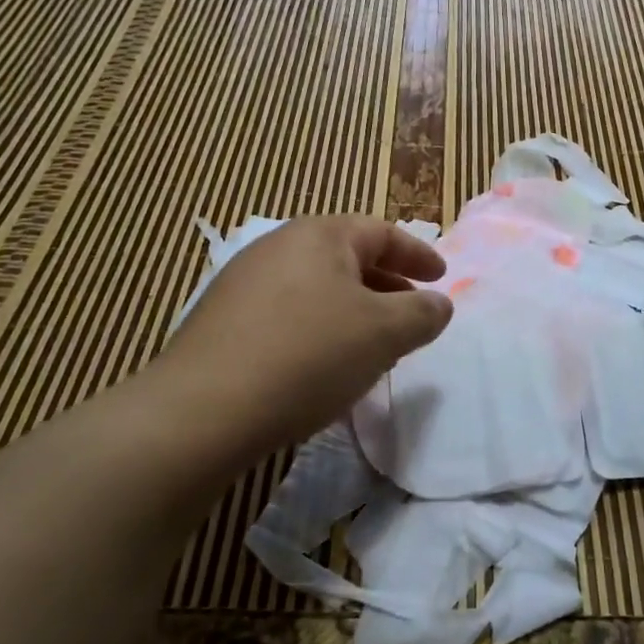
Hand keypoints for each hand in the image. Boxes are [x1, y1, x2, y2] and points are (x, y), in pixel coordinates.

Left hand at [156, 216, 452, 459]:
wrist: (202, 410)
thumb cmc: (308, 355)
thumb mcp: (384, 333)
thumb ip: (422, 313)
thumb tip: (439, 303)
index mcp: (320, 235)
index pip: (382, 233)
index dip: (418, 254)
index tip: (441, 276)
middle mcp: (278, 246)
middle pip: (347, 257)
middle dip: (386, 284)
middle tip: (412, 311)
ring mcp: (243, 282)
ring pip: (317, 287)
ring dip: (353, 310)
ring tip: (373, 343)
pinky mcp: (222, 320)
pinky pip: (288, 313)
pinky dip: (319, 328)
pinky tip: (322, 365)